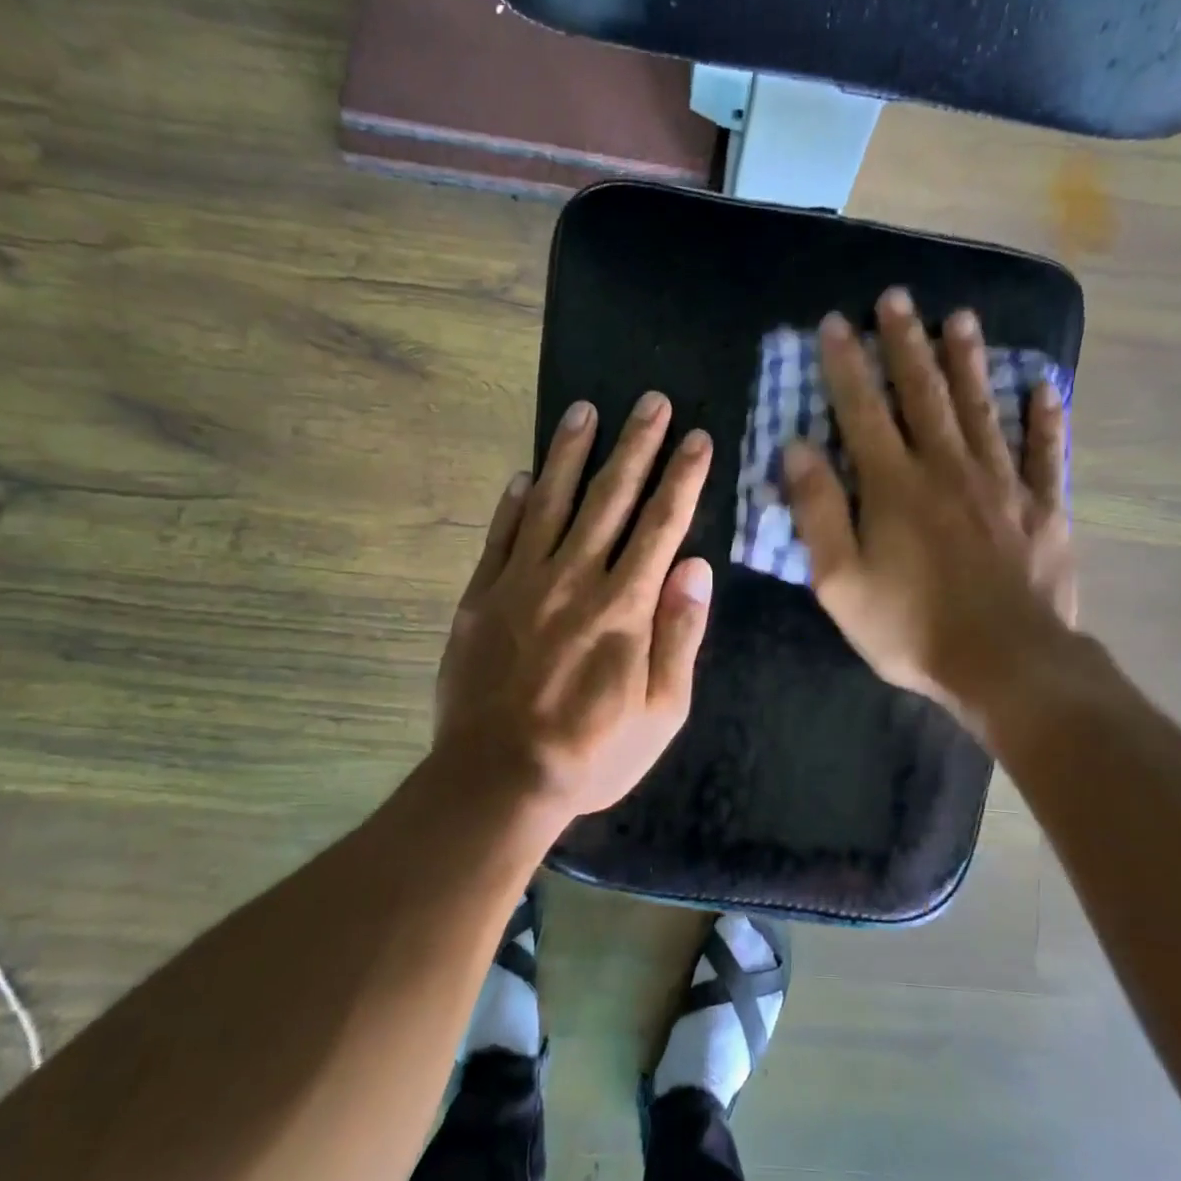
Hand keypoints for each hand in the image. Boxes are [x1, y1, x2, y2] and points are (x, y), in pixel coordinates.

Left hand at [434, 392, 713, 819]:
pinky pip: (500, 537)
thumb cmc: (592, 752)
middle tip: (651, 401)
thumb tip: (697, 569)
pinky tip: (523, 475)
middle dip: (636, 445)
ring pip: (551, 502)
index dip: (683, 478)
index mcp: (625, 606)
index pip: (662, 525)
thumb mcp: (662, 712)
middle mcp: (575, 579)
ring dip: (571, 454)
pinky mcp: (482, 597)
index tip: (698, 438)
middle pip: (611, 498)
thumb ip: (680, 636)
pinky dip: (512, 503)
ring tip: (584, 411)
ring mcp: (522, 583)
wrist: (498, 779)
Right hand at [784, 288, 1081, 726]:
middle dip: (906, 344)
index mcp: (894, 485)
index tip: (835, 324)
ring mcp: (1002, 484)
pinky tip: (1045, 387)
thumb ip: (818, 511)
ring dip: (969, 362)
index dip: (846, 365)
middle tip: (897, 298)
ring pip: (981, 409)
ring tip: (960, 318)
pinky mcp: (1043, 508)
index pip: (863, 410)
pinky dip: (1046, 418)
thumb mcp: (840, 581)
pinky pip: (1046, 453)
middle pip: (923, 394)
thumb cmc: (911, 628)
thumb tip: (797, 448)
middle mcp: (947, 468)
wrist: (1006, 665)